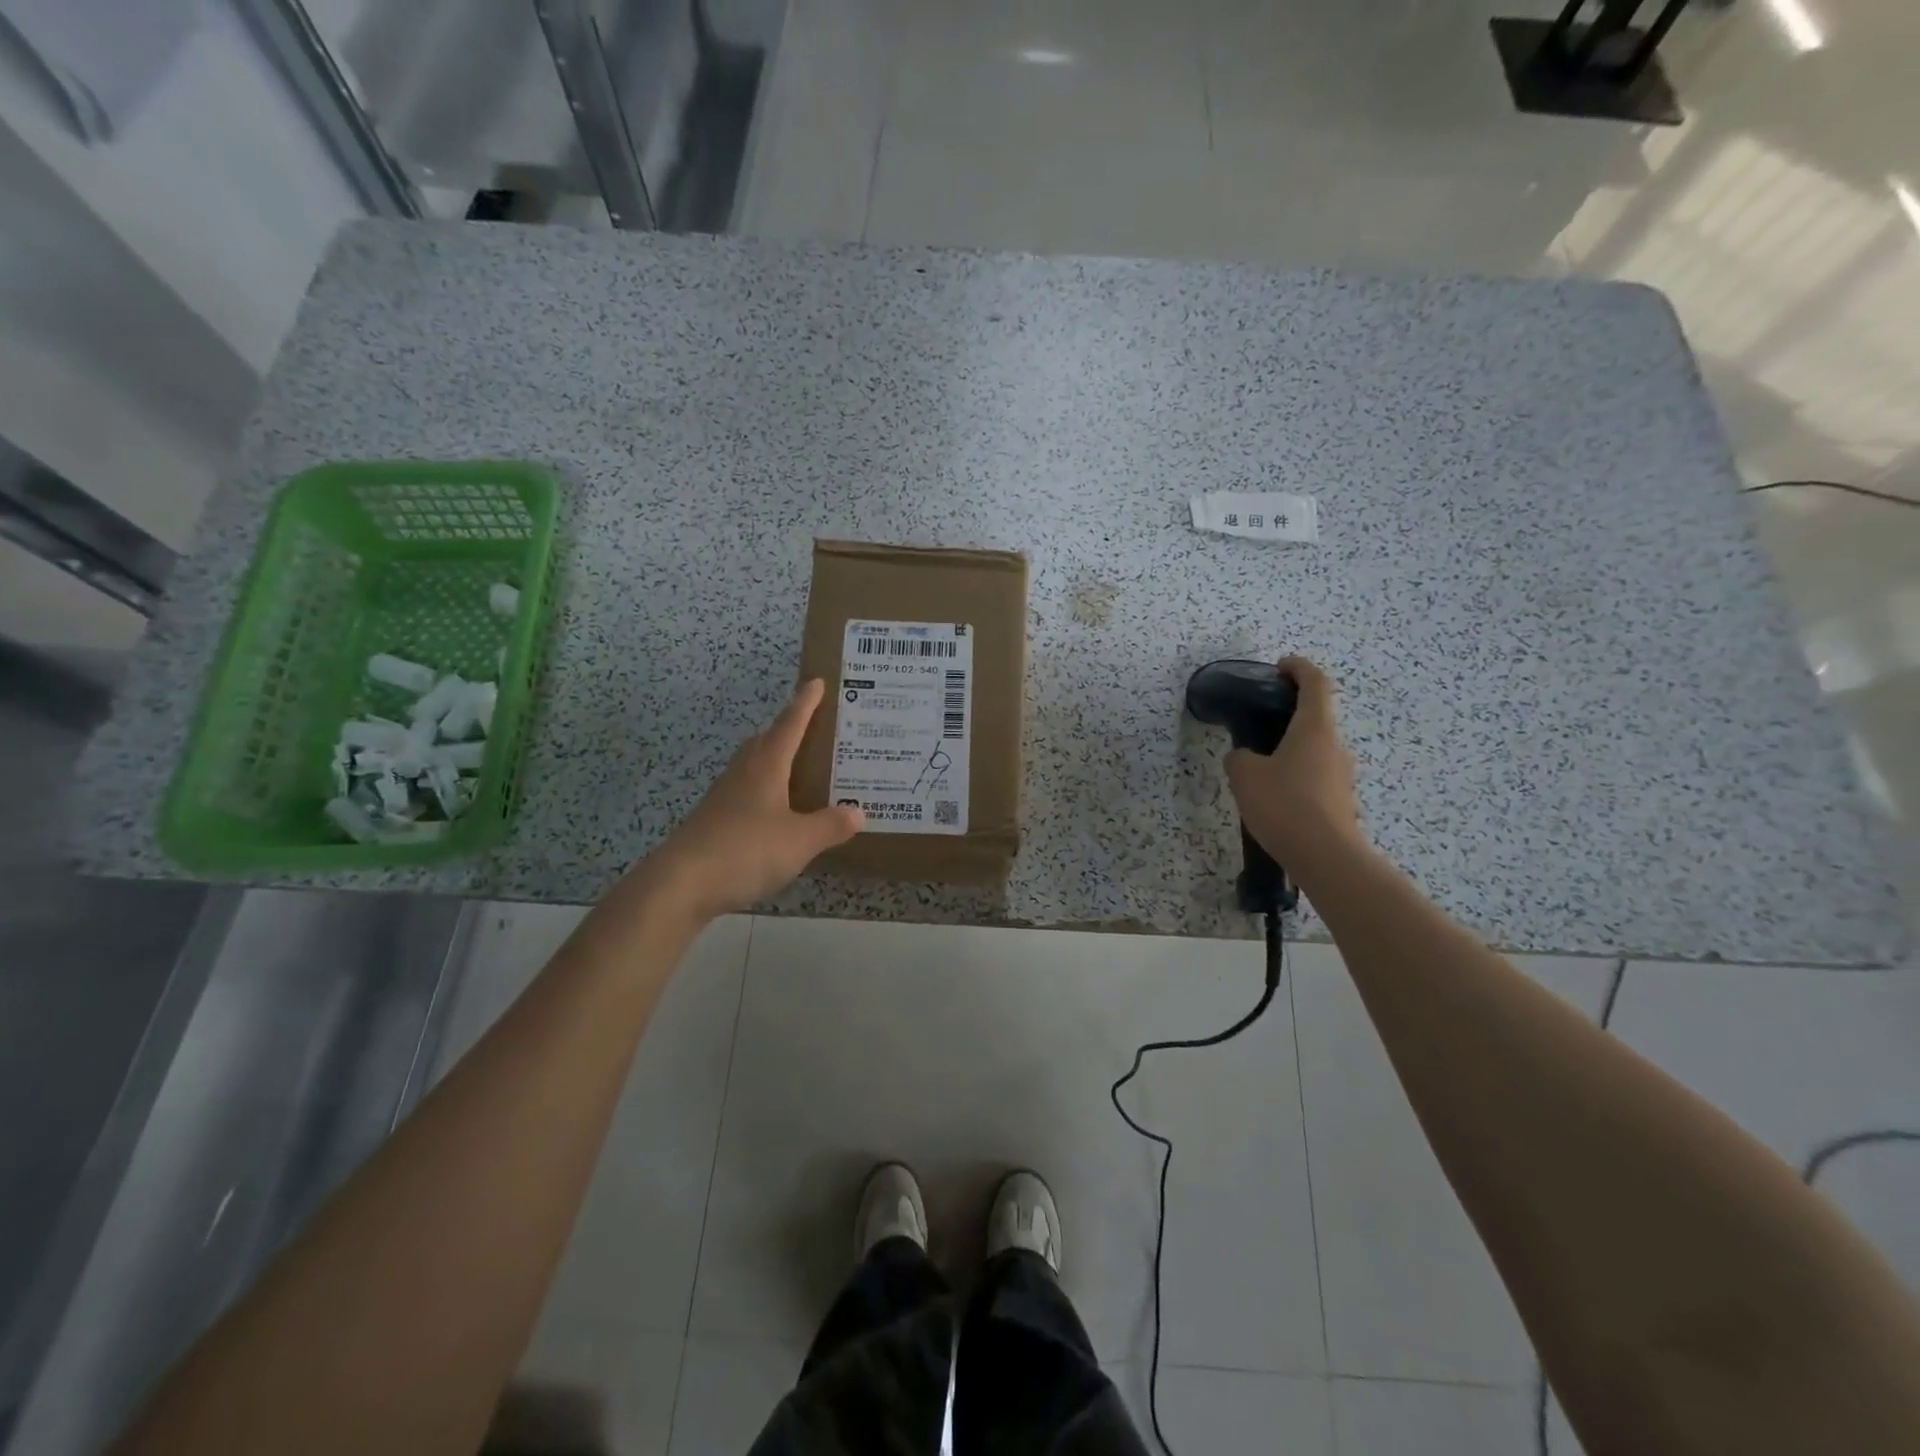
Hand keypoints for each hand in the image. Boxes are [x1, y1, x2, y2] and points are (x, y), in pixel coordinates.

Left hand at [650, 679, 862, 919]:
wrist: (681, 883)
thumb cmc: (746, 850)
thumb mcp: (800, 840)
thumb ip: (830, 826)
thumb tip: (858, 813)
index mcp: (766, 766)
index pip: (790, 725)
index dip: (805, 703)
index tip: (815, 681)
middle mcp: (743, 773)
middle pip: (765, 741)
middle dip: (787, 730)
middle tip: (812, 728)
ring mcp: (723, 797)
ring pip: (752, 767)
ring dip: (774, 761)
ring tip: (798, 769)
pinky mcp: (713, 821)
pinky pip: (745, 794)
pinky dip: (765, 793)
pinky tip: (775, 813)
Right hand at [1224, 656, 1364, 866]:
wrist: (1325, 857)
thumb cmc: (1285, 804)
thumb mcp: (1245, 776)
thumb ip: (1239, 758)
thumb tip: (1245, 757)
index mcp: (1314, 728)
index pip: (1315, 683)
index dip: (1299, 668)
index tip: (1280, 666)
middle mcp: (1334, 746)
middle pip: (1316, 717)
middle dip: (1290, 714)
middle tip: (1260, 722)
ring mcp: (1342, 775)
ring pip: (1315, 749)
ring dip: (1292, 748)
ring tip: (1261, 765)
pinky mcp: (1340, 801)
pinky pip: (1316, 776)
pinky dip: (1297, 774)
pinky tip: (1274, 795)